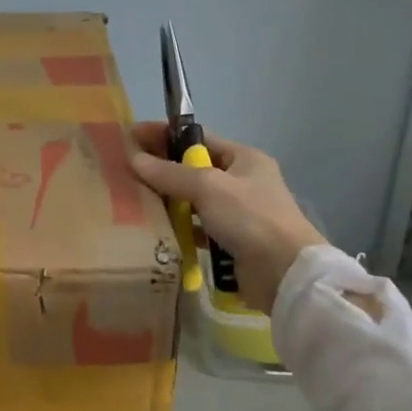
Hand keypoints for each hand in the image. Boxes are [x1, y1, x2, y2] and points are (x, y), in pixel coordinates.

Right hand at [128, 123, 328, 312]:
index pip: (198, 138)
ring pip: (194, 200)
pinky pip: (197, 228)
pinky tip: (155, 230)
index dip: (164, 136)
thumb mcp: (208, 186)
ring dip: (168, 201)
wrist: (285, 275)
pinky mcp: (232, 242)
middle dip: (162, 170)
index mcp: (244, 159)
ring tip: (133, 201)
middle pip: (193, 170)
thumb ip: (170, 173)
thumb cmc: (250, 218)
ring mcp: (238, 214)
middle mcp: (242, 182)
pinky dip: (179, 228)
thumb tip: (135, 160)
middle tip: (126, 172)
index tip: (131, 138)